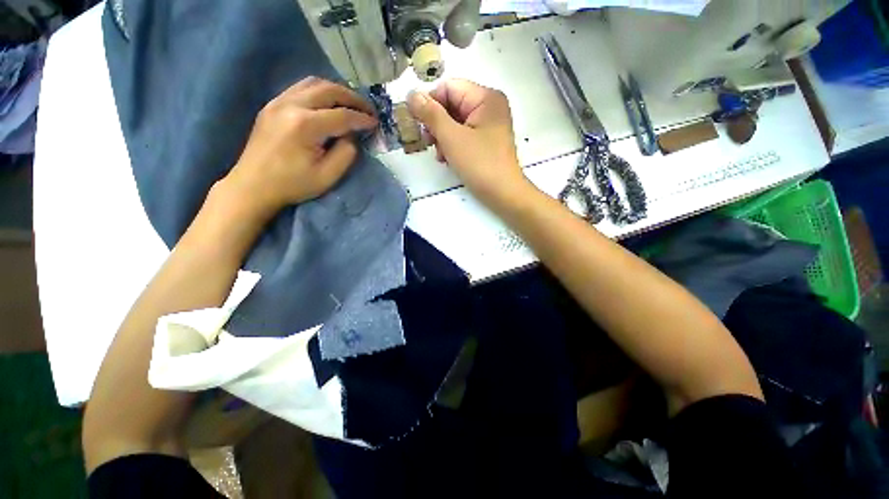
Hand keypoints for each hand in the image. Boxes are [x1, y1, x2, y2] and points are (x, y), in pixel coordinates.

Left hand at [224, 77, 377, 217]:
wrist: (253, 185)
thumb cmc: (293, 185)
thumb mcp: (328, 176)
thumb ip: (346, 154)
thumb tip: (352, 136)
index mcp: (305, 125)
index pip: (342, 115)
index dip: (362, 118)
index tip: (376, 122)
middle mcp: (291, 105)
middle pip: (328, 90)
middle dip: (353, 98)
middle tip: (368, 109)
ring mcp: (278, 102)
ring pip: (313, 83)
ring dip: (336, 91)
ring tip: (351, 103)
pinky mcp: (272, 105)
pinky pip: (300, 88)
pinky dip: (320, 91)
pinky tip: (328, 103)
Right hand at [407, 79, 532, 208]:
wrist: (503, 194)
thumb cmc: (480, 164)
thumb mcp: (452, 138)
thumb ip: (431, 114)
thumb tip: (411, 94)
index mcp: (485, 97)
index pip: (448, 87)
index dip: (430, 103)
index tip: (418, 124)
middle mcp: (489, 106)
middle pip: (452, 105)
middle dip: (437, 124)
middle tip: (429, 143)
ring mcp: (489, 125)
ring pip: (455, 122)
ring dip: (443, 138)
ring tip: (441, 156)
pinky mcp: (486, 141)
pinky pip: (463, 135)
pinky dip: (452, 145)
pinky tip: (448, 159)